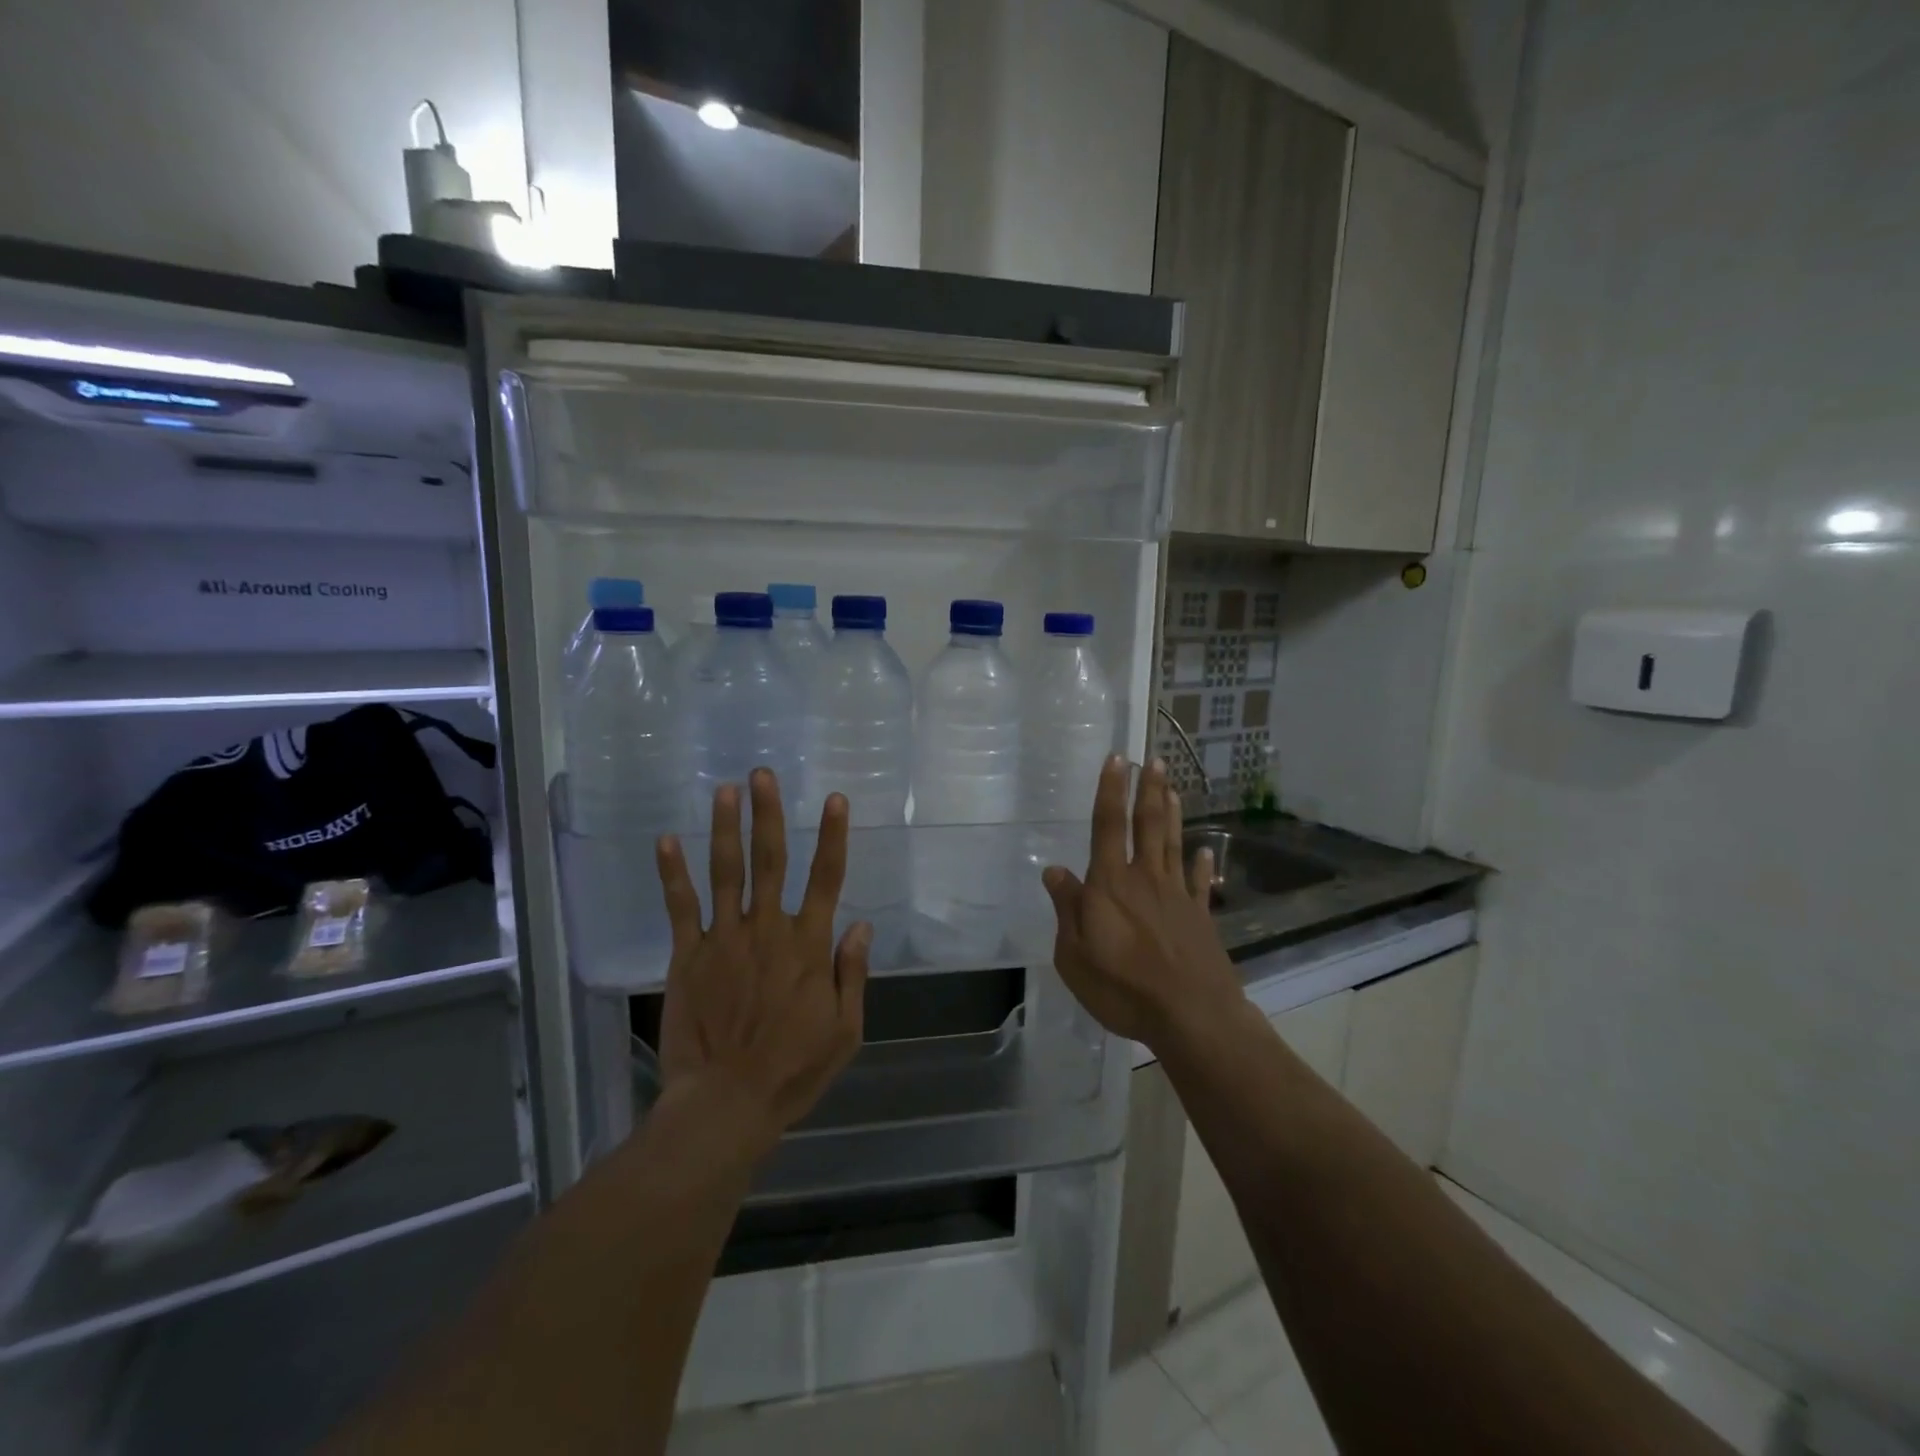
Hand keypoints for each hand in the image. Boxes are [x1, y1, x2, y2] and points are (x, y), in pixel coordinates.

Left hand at [653, 768, 869, 1156]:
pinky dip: (673, 873)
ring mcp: (724, 939)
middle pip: (771, 861)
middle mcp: (767, 930)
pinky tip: (667, 840)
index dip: (832, 836)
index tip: (834, 799)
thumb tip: (862, 926)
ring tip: (726, 789)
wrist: (725, 1104)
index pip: (826, 879)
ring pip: (727, 872)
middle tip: (763, 775)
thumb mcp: (845, 1031)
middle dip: (768, 814)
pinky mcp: (688, 956)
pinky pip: (681, 907)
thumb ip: (852, 974)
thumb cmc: (793, 1071)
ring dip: (727, 828)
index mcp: (808, 946)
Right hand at [1042, 756, 1241, 1046]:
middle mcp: (1145, 879)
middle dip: (1148, 790)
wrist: (1192, 1016)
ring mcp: (1177, 896)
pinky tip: (1205, 849)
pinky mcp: (1200, 918)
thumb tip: (1054, 870)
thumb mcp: (1075, 955)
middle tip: (1154, 760)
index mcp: (1110, 884)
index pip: (1107, 826)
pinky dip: (1200, 864)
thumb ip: (1067, 909)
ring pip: (1172, 844)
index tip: (1117, 759)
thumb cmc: (1123, 987)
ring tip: (1172, 787)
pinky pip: (1198, 883)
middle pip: (1146, 826)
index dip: (1110, 790)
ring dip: (1171, 814)